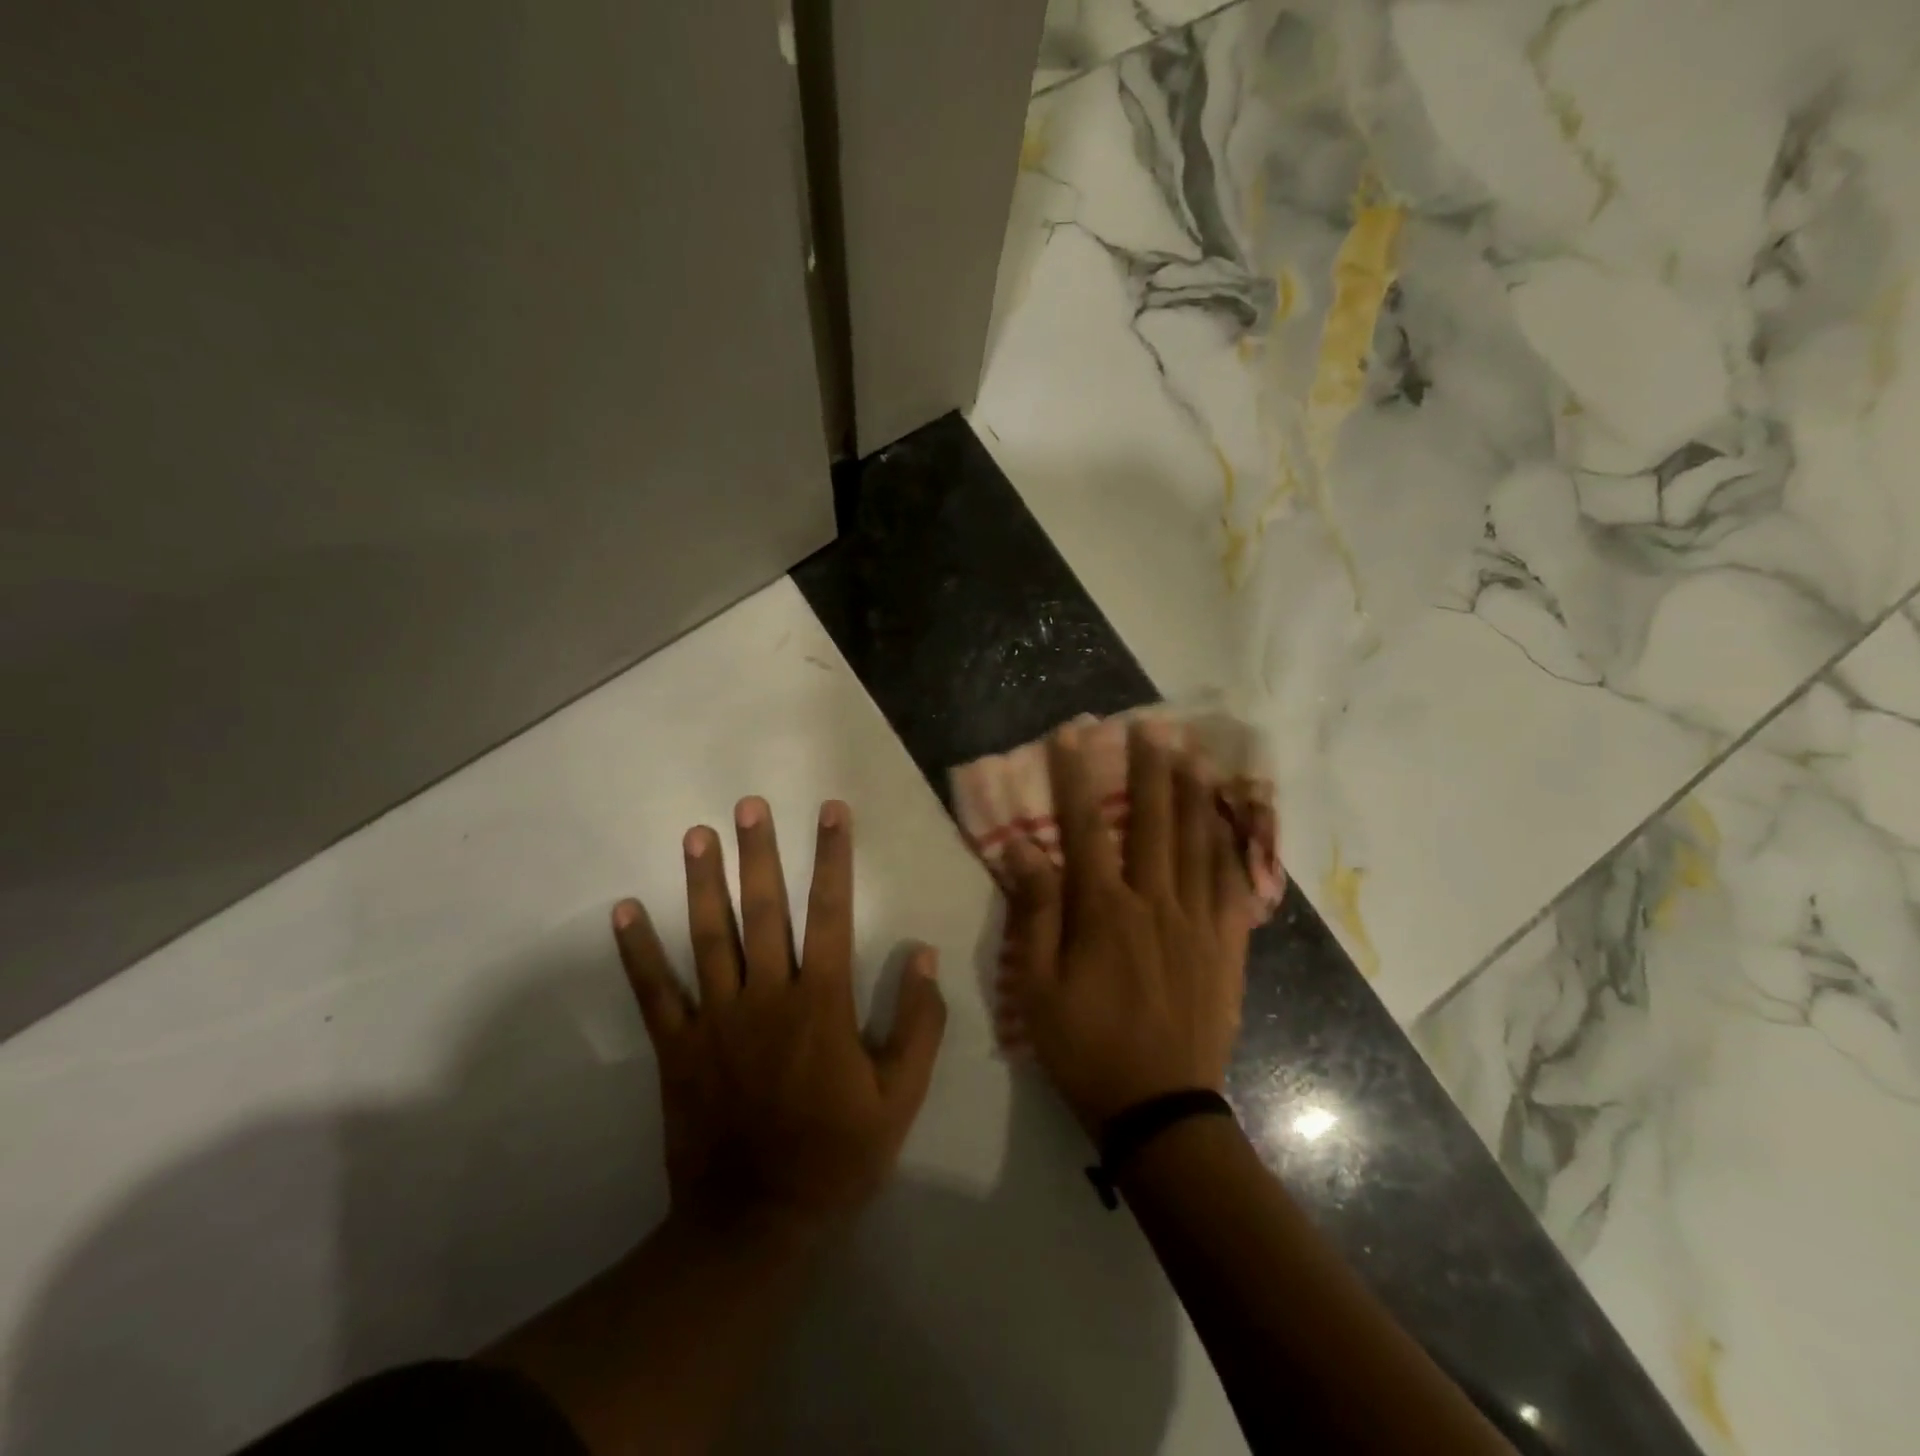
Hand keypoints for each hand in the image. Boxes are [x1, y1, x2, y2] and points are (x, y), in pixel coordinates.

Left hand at [610, 797, 946, 1242]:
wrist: (755, 1223)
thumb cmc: (837, 1155)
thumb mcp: (900, 1098)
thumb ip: (918, 1024)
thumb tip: (922, 956)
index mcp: (821, 1004)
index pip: (831, 913)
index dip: (833, 858)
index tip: (831, 812)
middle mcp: (766, 997)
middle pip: (763, 911)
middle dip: (758, 853)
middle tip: (748, 805)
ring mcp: (715, 1020)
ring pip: (708, 938)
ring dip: (701, 883)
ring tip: (696, 835)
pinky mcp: (677, 1048)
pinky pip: (654, 993)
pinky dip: (636, 952)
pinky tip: (623, 911)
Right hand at [1002, 723, 1253, 1135]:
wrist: (1159, 1108)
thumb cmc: (1086, 1047)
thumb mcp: (1037, 987)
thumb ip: (1034, 913)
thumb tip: (1022, 848)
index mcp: (1104, 912)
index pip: (1084, 828)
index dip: (1075, 778)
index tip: (1071, 735)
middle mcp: (1155, 903)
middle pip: (1151, 821)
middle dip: (1148, 768)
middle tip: (1150, 724)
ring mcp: (1197, 922)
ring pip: (1197, 842)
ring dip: (1192, 793)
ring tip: (1192, 752)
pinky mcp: (1226, 945)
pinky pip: (1232, 883)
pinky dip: (1230, 845)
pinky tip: (1229, 820)